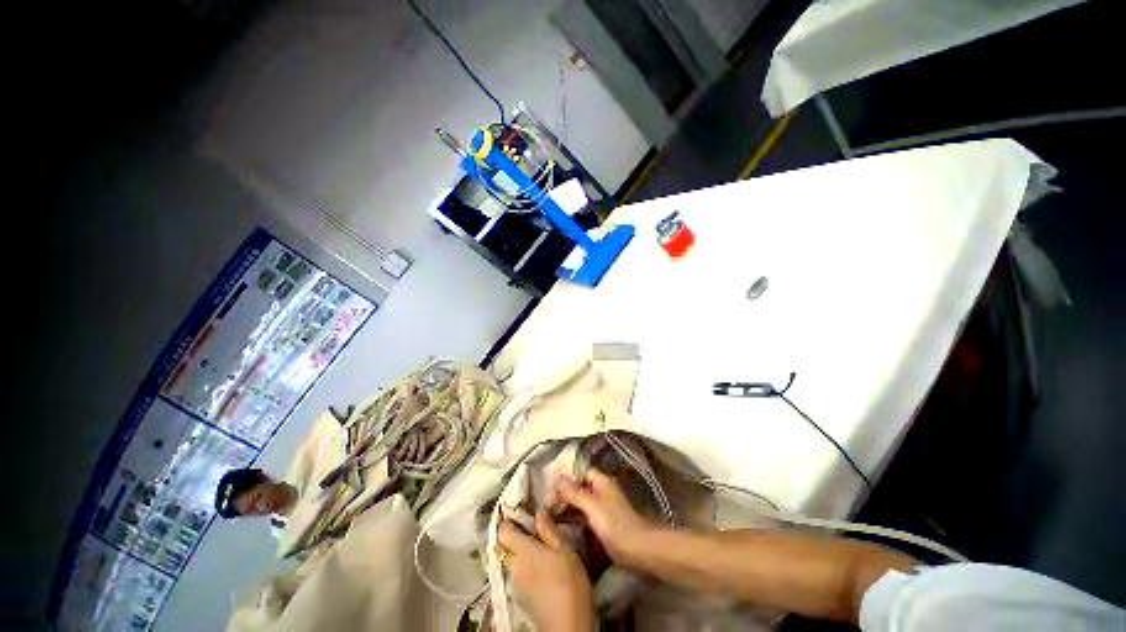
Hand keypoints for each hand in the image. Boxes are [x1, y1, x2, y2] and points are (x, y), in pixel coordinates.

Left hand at [498, 512, 593, 631]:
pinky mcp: (521, 599)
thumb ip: (549, 531)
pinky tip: (540, 572)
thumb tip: (538, 514)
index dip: (508, 521)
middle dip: (511, 538)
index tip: (518, 515)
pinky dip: (524, 570)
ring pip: (511, 562)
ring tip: (538, 551)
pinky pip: (518, 576)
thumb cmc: (570, 583)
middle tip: (528, 531)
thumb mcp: (566, 551)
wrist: (568, 627)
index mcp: (524, 552)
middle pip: (503, 547)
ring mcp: (516, 585)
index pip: (504, 531)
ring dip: (519, 554)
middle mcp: (515, 567)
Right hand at [556, 469, 656, 567]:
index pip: (580, 472)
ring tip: (552, 517)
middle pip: (580, 488)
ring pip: (582, 503)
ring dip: (569, 508)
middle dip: (566, 495)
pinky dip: (576, 520)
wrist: (637, 549)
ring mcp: (604, 508)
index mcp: (601, 481)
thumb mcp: (591, 505)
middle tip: (548, 506)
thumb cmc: (614, 523)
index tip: (551, 489)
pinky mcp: (604, 525)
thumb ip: (574, 492)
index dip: (566, 479)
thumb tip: (558, 478)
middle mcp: (602, 491)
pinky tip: (564, 528)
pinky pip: (586, 517)